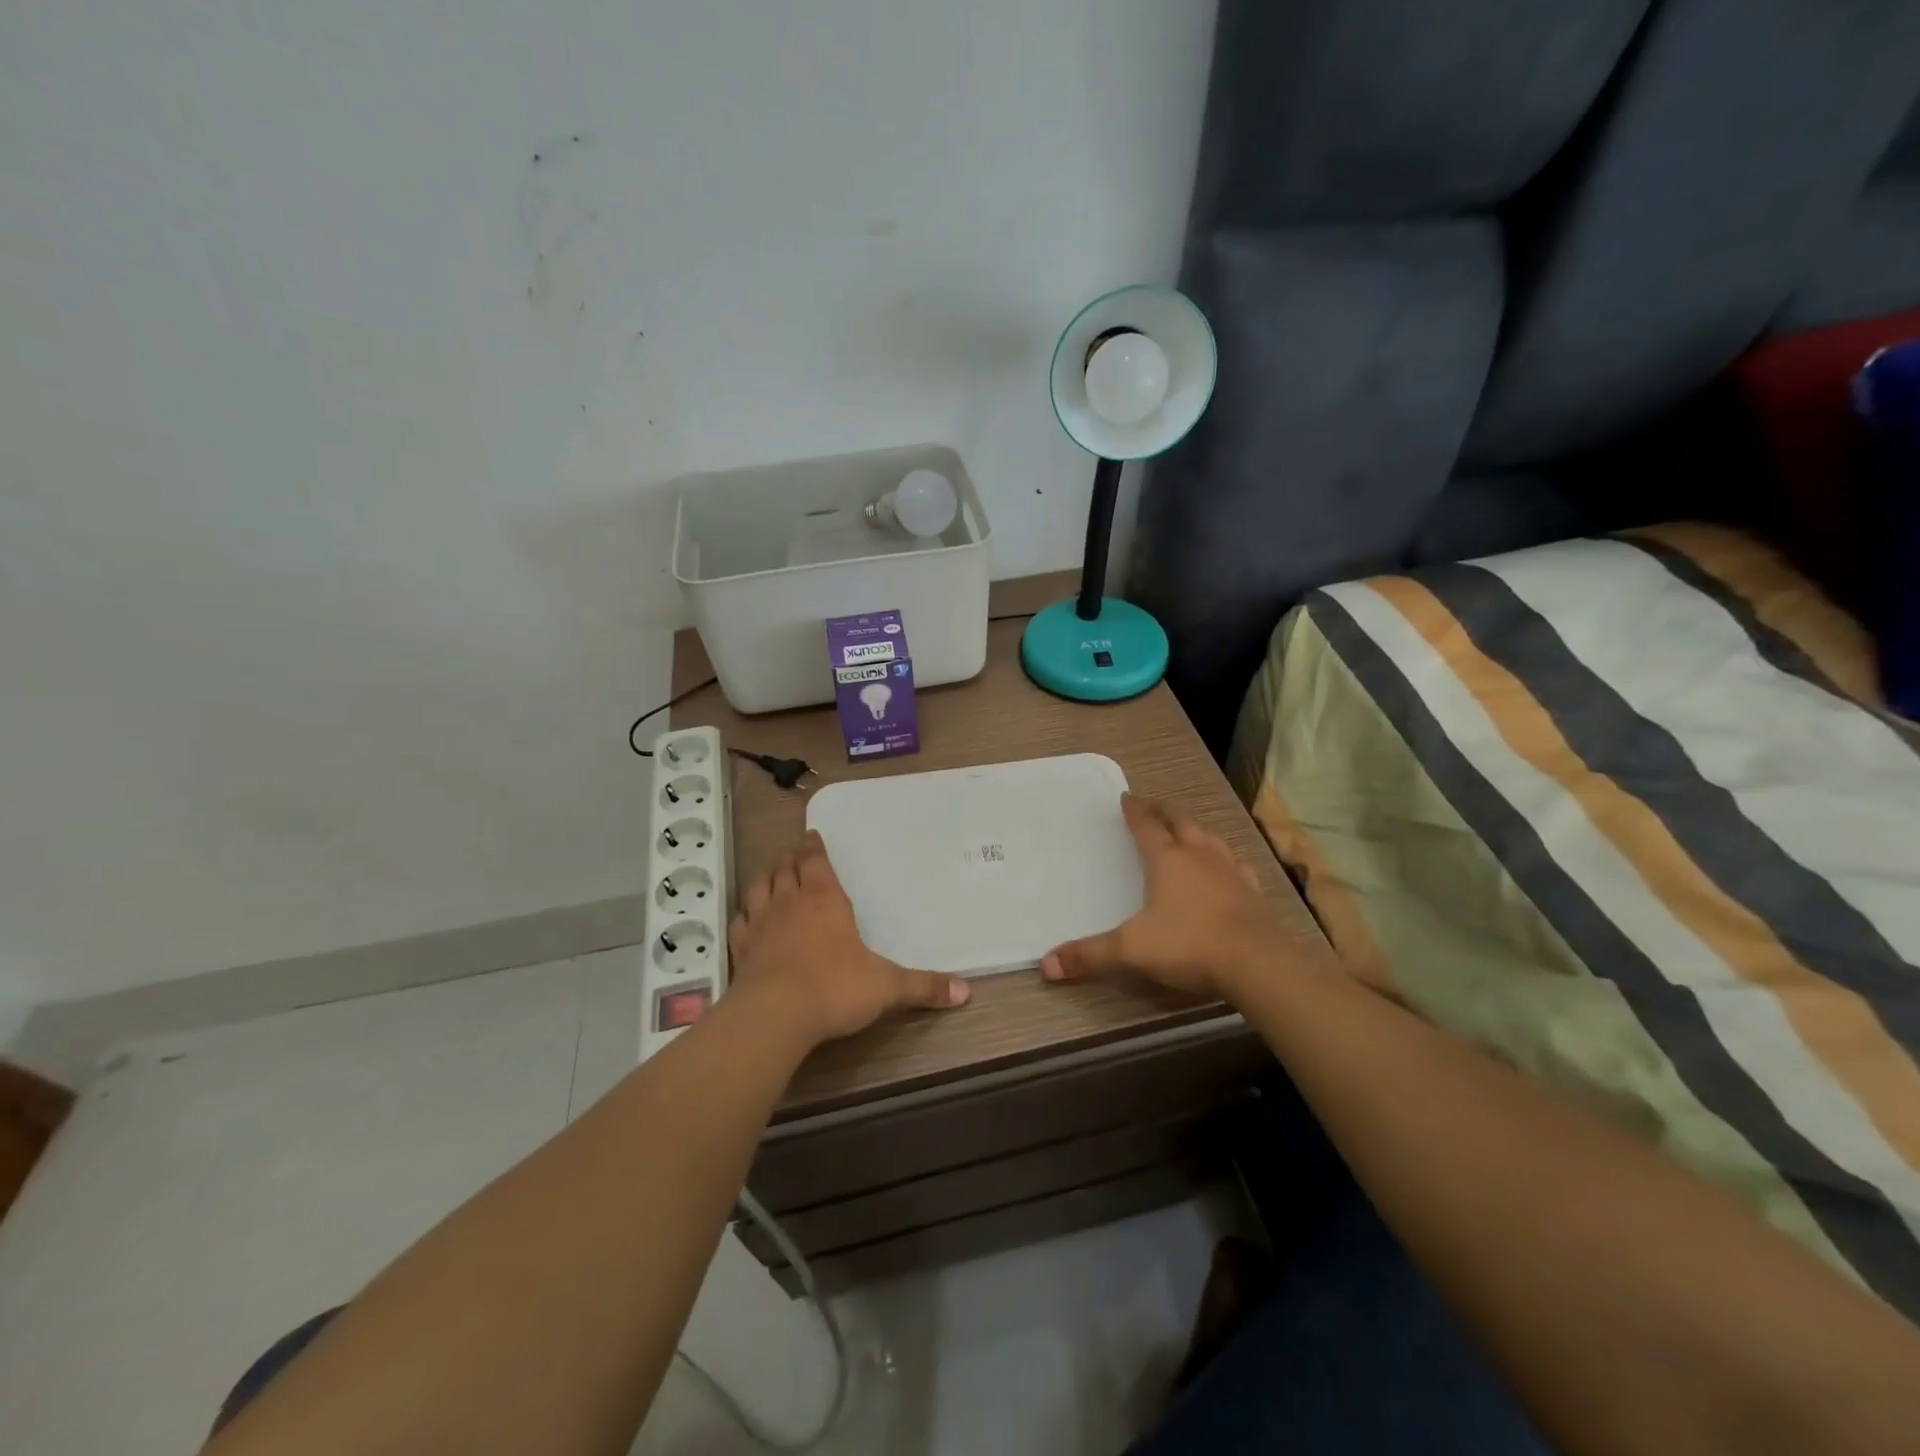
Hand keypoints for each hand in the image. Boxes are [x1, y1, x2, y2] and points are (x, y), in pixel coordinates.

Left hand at [729, 830, 969, 1047]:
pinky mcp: (740, 949)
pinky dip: (745, 913)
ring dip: (766, 877)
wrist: (774, 1016)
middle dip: (790, 857)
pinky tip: (748, 917)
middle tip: (793, 852)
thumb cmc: (835, 988)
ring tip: (771, 874)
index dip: (813, 847)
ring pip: (759, 887)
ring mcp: (760, 923)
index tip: (810, 836)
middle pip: (785, 868)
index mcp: (825, 898)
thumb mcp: (887, 987)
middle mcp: (790, 902)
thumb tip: (965, 991)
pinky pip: (741, 921)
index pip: (815, 860)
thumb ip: (924, 987)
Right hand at [1041, 794, 1285, 1002]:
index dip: (1135, 811)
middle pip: (1181, 822)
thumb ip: (1089, 955)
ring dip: (1196, 828)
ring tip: (1188, 828)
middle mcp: (1199, 856)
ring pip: (1211, 837)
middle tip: (1153, 806)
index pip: (1147, 826)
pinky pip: (1237, 864)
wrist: (1256, 963)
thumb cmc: (1188, 945)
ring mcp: (1230, 871)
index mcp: (1168, 860)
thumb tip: (1045, 965)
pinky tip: (1227, 865)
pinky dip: (1226, 858)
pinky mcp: (1252, 892)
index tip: (1126, 798)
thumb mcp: (1130, 951)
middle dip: (1164, 811)